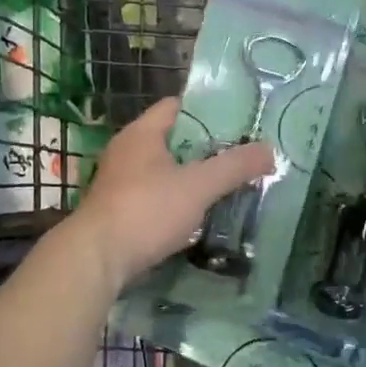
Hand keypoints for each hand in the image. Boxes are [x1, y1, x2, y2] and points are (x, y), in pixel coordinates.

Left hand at [70, 97, 274, 290]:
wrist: (96, 260)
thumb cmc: (146, 211)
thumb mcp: (198, 186)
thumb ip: (235, 167)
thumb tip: (270, 149)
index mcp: (142, 133)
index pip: (178, 106)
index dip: (209, 111)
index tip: (240, 124)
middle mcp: (127, 151)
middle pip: (175, 140)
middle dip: (207, 148)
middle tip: (241, 156)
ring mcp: (120, 182)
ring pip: (166, 171)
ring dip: (193, 178)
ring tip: (227, 186)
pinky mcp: (119, 210)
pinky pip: (156, 196)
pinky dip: (178, 201)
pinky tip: (200, 215)